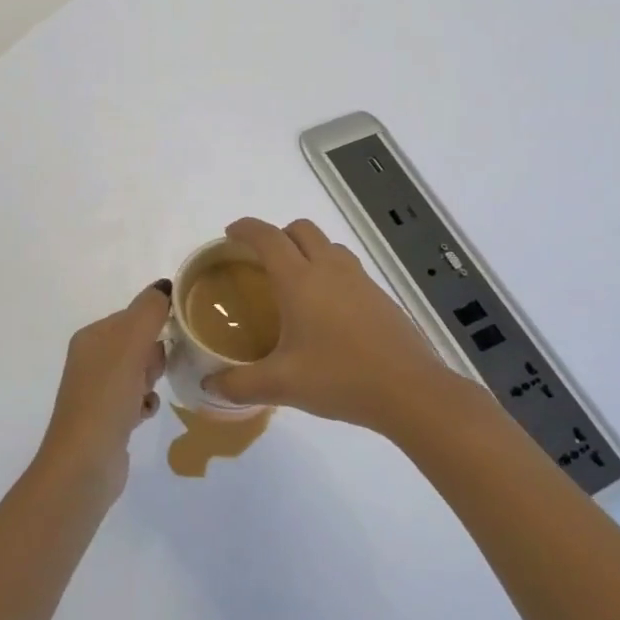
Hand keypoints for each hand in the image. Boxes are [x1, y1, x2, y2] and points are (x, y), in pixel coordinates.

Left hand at [36, 280, 170, 503]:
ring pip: (139, 372)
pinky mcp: (106, 418)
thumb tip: (164, 286)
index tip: (171, 341)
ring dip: (152, 380)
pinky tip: (145, 414)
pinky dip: (146, 403)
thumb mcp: (130, 345)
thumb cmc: (106, 398)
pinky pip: (136, 398)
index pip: (133, 315)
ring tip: (148, 395)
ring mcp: (97, 391)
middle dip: (154, 356)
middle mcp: (91, 360)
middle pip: (138, 343)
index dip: (156, 325)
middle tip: (153, 373)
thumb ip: (149, 311)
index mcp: (92, 337)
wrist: (84, 464)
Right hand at [203, 218, 454, 433]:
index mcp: (300, 280)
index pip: (268, 237)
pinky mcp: (380, 296)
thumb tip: (210, 387)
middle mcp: (329, 269)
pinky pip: (348, 268)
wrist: (409, 390)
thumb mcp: (281, 385)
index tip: (230, 234)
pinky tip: (327, 310)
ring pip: (328, 245)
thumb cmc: (339, 378)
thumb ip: (240, 384)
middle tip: (261, 261)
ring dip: (307, 250)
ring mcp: (360, 280)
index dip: (246, 229)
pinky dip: (330, 272)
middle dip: (278, 235)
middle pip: (301, 229)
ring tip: (295, 282)